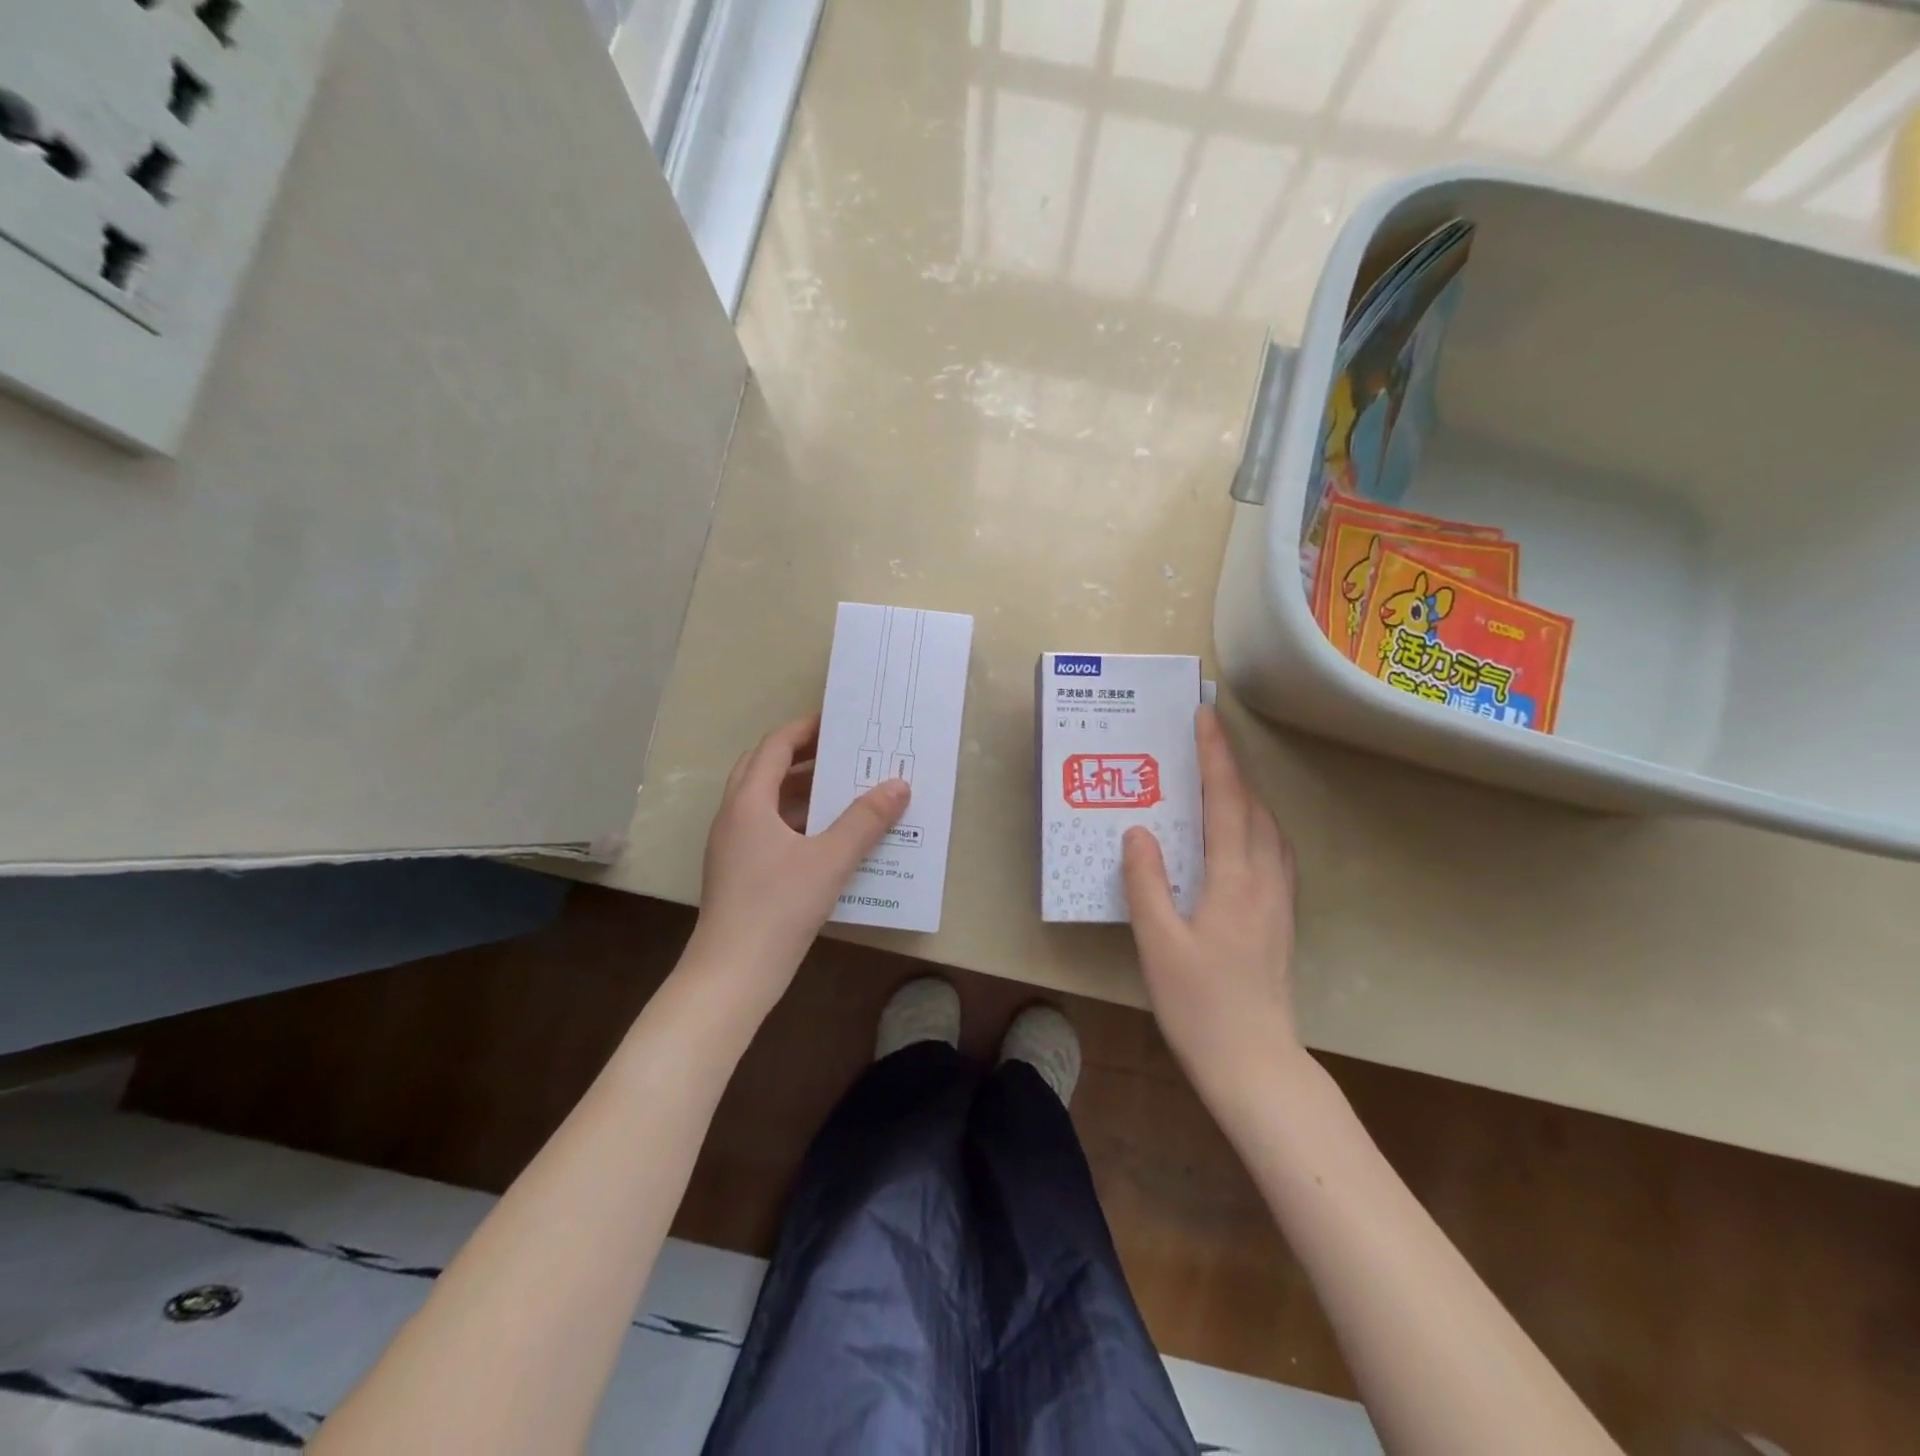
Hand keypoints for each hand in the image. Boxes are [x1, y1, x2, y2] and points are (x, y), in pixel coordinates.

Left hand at [689, 714, 907, 1001]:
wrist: (731, 975)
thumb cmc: (778, 908)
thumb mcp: (830, 860)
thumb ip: (866, 820)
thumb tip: (899, 785)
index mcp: (748, 802)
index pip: (774, 747)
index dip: (804, 729)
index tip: (837, 722)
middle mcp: (734, 817)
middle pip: (764, 769)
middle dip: (801, 755)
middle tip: (842, 753)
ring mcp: (732, 846)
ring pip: (764, 801)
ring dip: (799, 789)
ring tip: (842, 790)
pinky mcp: (738, 872)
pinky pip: (767, 828)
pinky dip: (796, 820)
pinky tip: (827, 838)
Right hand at [1123, 706, 1300, 1103]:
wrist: (1256, 1064)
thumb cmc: (1200, 1005)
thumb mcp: (1158, 944)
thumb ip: (1146, 883)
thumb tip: (1137, 831)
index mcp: (1234, 880)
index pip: (1226, 802)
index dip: (1215, 756)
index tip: (1205, 717)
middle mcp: (1265, 880)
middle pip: (1253, 808)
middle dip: (1230, 767)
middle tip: (1203, 741)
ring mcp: (1280, 900)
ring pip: (1269, 829)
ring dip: (1245, 795)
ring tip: (1217, 781)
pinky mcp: (1281, 919)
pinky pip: (1274, 852)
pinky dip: (1256, 825)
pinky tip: (1240, 837)